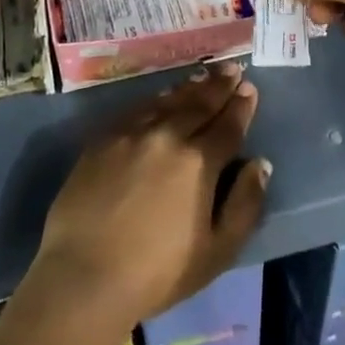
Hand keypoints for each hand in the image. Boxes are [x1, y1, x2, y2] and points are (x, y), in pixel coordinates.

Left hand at [33, 63, 270, 328]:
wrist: (84, 275)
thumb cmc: (157, 273)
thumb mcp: (216, 252)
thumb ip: (244, 205)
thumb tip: (260, 164)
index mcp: (198, 162)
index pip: (227, 125)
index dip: (241, 106)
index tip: (249, 88)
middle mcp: (167, 135)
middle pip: (199, 104)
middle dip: (219, 86)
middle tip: (232, 69)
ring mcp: (132, 133)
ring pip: (168, 101)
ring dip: (190, 87)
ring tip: (205, 75)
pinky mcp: (103, 138)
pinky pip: (138, 109)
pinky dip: (157, 99)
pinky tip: (164, 96)